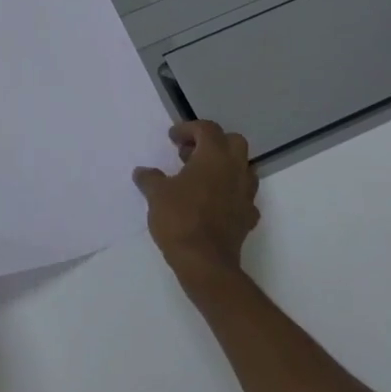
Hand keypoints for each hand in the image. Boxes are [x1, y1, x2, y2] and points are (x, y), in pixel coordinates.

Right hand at [134, 121, 259, 284]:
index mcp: (214, 157)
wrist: (205, 262)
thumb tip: (142, 172)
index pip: (207, 129)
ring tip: (200, 178)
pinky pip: (242, 196)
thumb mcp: (156, 194)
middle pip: (233, 142)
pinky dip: (230, 193)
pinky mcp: (248, 217)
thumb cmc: (179, 219)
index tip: (172, 139)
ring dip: (224, 167)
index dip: (188, 129)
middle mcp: (235, 170)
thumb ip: (150, 178)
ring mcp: (246, 194)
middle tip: (189, 155)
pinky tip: (213, 203)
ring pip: (243, 168)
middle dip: (212, 143)